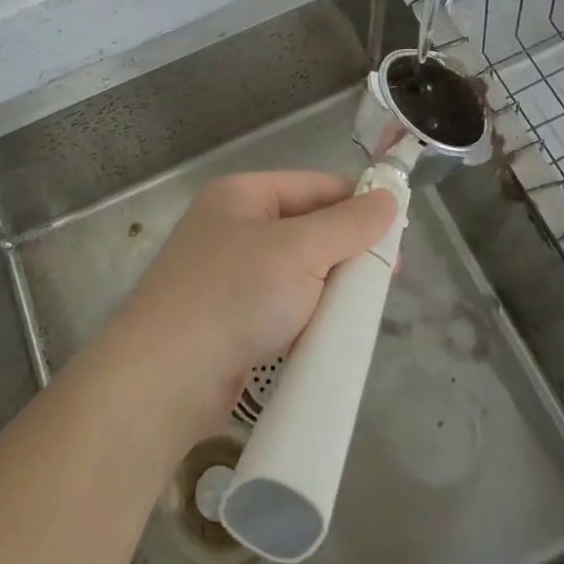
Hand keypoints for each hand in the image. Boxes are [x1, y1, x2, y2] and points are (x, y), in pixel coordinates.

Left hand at [110, 171, 395, 427]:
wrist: (165, 377)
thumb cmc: (235, 294)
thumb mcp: (300, 250)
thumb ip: (348, 224)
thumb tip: (389, 198)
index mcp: (242, 195)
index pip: (314, 186)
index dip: (358, 204)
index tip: (399, 233)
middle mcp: (232, 227)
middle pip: (306, 228)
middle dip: (346, 251)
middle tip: (387, 279)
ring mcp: (226, 276)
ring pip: (296, 272)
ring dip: (329, 288)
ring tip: (363, 310)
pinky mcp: (228, 321)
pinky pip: (280, 307)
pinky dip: (306, 317)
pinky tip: (329, 334)